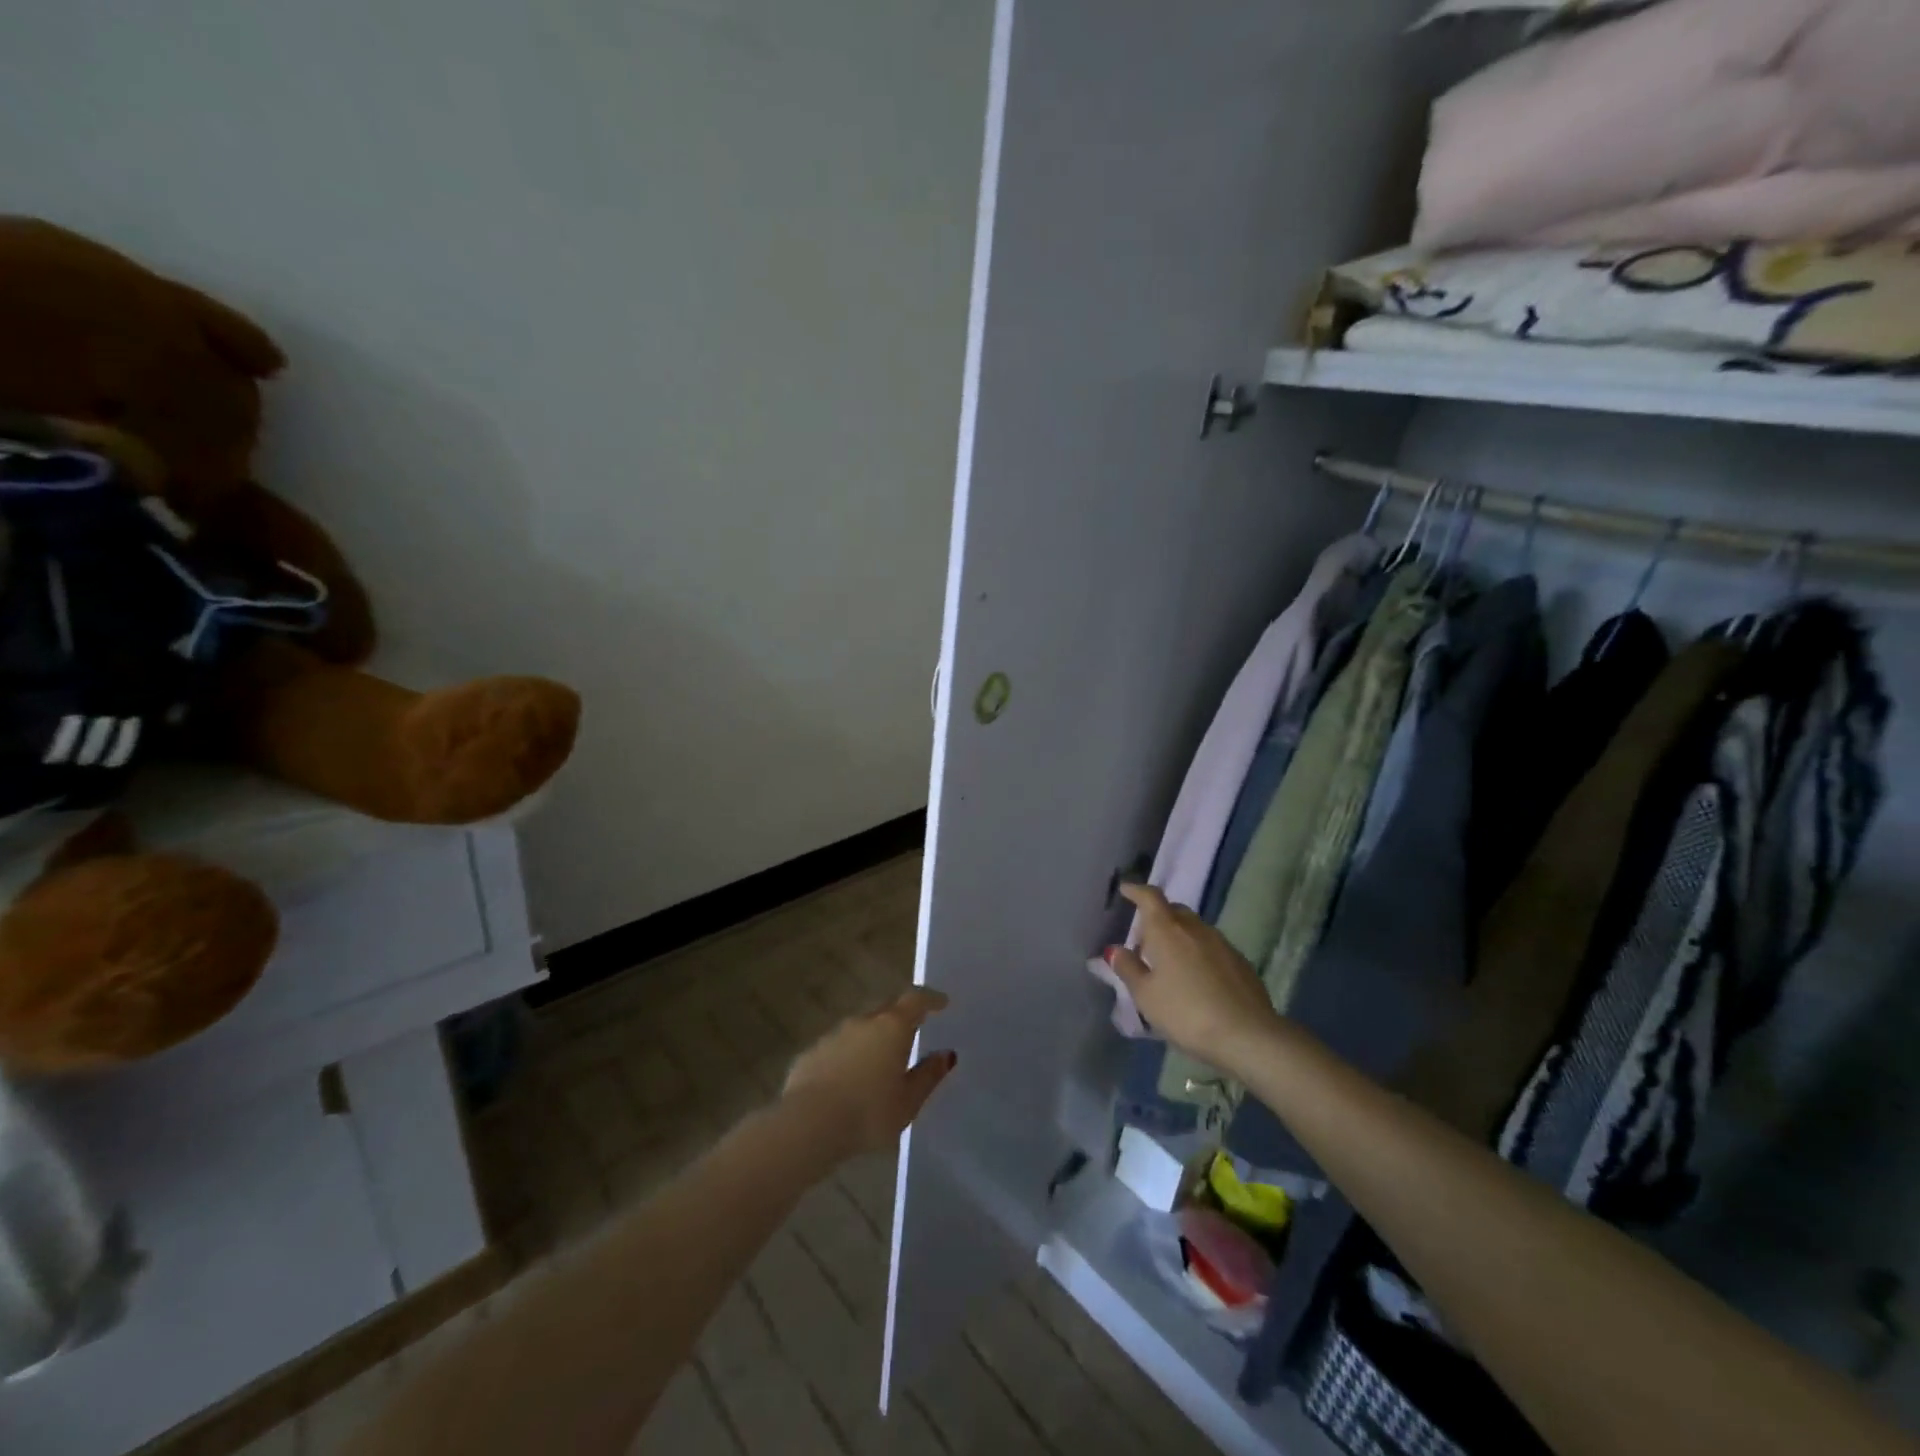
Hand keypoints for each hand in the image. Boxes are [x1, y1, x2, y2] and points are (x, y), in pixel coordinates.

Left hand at [782, 988, 957, 1162]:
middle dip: (900, 1015)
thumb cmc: (868, 1114)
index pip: (915, 1000)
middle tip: (912, 1029)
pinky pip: (837, 1047)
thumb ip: (928, 1075)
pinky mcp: (811, 1053)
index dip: (930, 999)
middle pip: (886, 1009)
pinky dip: (848, 1055)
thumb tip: (946, 1055)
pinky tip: (848, 1077)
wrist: (808, 1124)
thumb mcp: (908, 1101)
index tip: (941, 1002)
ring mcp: (833, 1035)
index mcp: (891, 1027)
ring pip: (859, 1027)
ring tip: (880, 1057)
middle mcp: (862, 1022)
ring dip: (872, 1036)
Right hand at [1112, 883, 1282, 1074]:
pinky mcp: (1241, 962)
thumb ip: (1128, 968)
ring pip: (1195, 929)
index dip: (1136, 890)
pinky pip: (1212, 947)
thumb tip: (1115, 949)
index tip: (1126, 890)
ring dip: (1180, 936)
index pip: (1150, 897)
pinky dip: (1199, 953)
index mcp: (1167, 930)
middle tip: (1145, 940)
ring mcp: (1222, 943)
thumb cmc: (1186, 1013)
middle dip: (1158, 917)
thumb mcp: (1146, 996)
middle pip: (1174, 910)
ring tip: (1170, 962)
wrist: (1248, 1036)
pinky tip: (1198, 979)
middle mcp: (1195, 928)